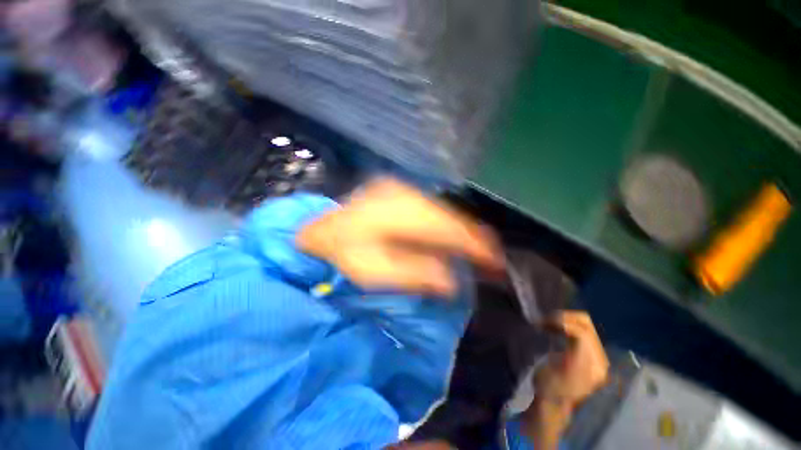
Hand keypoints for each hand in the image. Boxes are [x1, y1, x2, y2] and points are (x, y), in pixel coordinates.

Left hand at [297, 178, 503, 296]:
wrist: (319, 231)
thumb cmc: (343, 254)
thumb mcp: (375, 271)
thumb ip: (416, 273)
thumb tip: (452, 279)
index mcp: (400, 212)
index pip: (449, 228)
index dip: (475, 245)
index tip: (496, 262)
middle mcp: (405, 193)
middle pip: (450, 216)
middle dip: (473, 237)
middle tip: (491, 258)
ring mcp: (401, 189)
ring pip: (443, 210)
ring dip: (460, 230)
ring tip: (477, 248)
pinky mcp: (398, 191)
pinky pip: (431, 207)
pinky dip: (445, 222)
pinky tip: (451, 234)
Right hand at [536, 311, 608, 408]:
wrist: (554, 402)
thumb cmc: (549, 388)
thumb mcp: (552, 373)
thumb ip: (564, 355)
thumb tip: (571, 336)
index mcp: (590, 366)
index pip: (581, 333)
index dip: (561, 322)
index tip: (542, 322)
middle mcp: (599, 358)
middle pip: (585, 324)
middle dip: (563, 317)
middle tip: (544, 321)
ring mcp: (596, 354)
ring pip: (584, 323)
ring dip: (563, 319)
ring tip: (547, 323)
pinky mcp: (590, 351)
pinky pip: (581, 328)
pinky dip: (565, 323)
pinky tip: (553, 328)